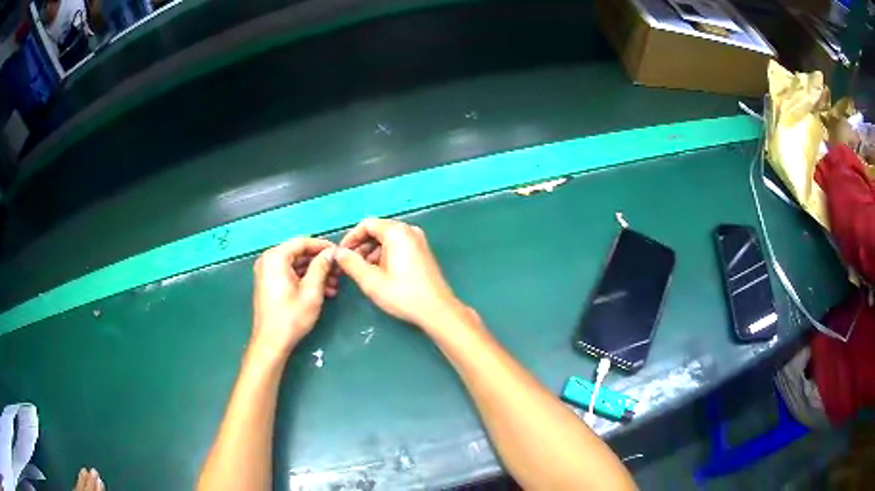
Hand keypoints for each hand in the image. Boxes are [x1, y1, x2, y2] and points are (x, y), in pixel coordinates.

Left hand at [251, 237, 336, 355]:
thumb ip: (322, 266)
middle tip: (339, 272)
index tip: (340, 253)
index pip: (303, 242)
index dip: (323, 246)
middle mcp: (268, 260)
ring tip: (334, 286)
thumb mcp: (312, 290)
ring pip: (296, 265)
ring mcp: (267, 272)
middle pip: (299, 253)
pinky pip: (290, 274)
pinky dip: (305, 280)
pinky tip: (323, 292)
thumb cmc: (291, 317)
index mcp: (276, 257)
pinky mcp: (269, 283)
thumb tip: (332, 252)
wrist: (271, 342)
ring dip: (315, 273)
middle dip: (320, 262)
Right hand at [335, 218, 467, 330]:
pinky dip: (385, 255)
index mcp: (397, 232)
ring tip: (363, 272)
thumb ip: (351, 263)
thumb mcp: (371, 280)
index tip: (341, 254)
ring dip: (372, 252)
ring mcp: (418, 240)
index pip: (366, 224)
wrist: (437, 310)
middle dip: (361, 246)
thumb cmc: (403, 294)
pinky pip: (398, 246)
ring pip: (387, 239)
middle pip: (377, 230)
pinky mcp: (422, 251)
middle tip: (350, 264)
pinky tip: (380, 273)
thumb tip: (338, 253)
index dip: (351, 238)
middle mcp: (409, 230)